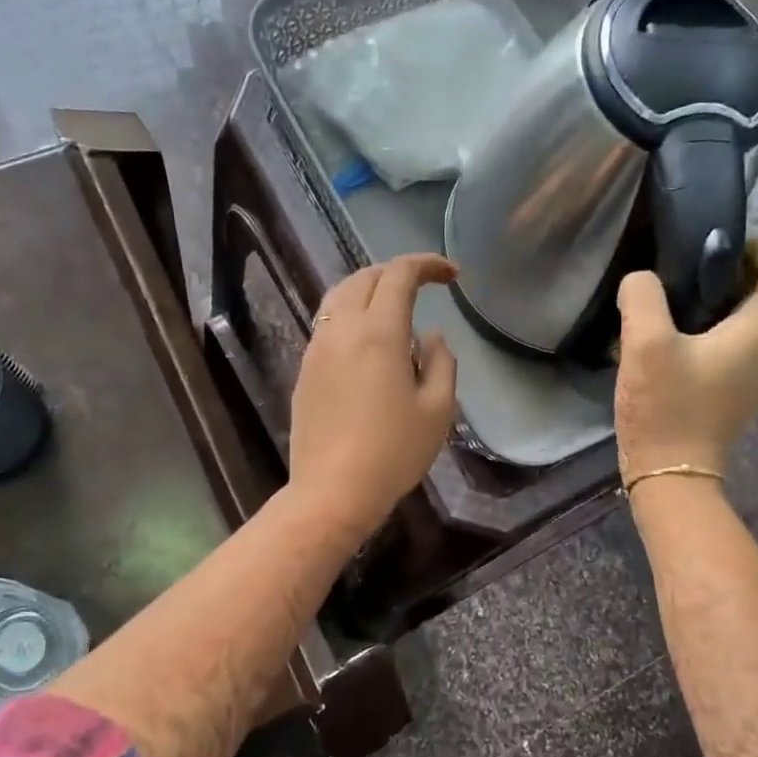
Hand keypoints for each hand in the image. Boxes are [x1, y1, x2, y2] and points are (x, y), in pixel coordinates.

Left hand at [290, 253, 458, 537]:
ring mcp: (317, 349)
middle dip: (396, 272)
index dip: (427, 265)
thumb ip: (441, 362)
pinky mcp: (305, 371)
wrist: (333, 491)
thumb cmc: (394, 452)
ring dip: (369, 290)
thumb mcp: (437, 409)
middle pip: (364, 278)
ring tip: (395, 307)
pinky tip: (369, 342)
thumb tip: (431, 337)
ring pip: (339, 298)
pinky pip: (328, 325)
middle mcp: (341, 330)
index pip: (400, 276)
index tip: (452, 275)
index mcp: (378, 332)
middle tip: (424, 285)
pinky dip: (351, 315)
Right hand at [614, 240, 757, 480]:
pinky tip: (674, 339)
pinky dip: (714, 330)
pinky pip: (735, 345)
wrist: (671, 475)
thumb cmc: (666, 408)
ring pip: (751, 320)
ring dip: (722, 302)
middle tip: (688, 271)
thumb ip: (643, 297)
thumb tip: (642, 280)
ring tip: (676, 302)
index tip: (721, 248)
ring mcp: (754, 375)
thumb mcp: (645, 345)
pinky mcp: (734, 392)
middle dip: (736, 271)